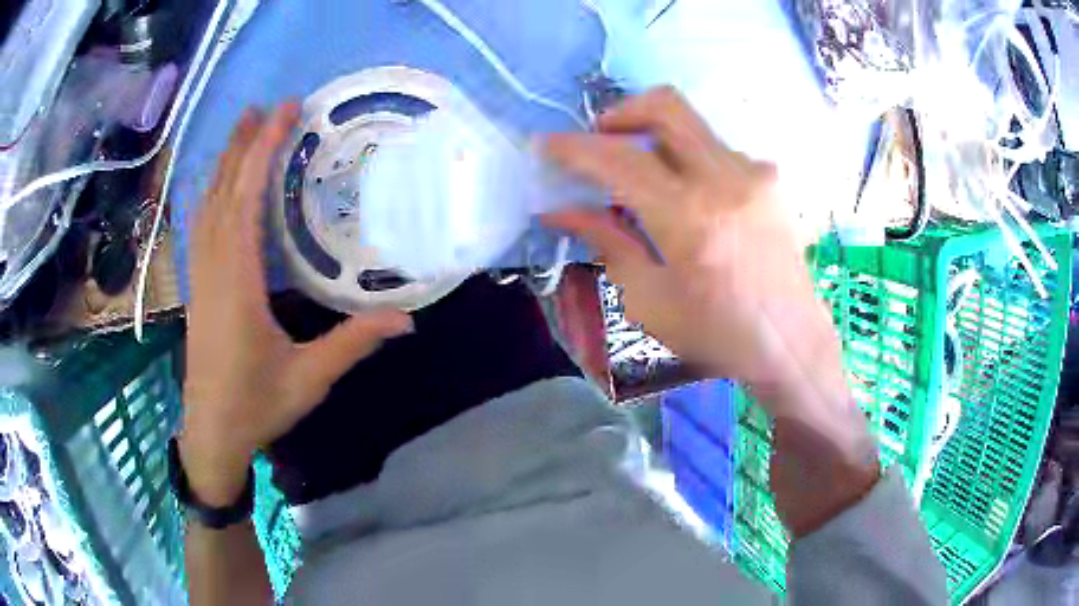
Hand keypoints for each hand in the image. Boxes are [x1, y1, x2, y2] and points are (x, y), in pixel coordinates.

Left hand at [181, 105, 412, 504]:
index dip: (262, 151)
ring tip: (243, 130)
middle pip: (222, 192)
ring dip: (225, 164)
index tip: (282, 113)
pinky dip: (212, 194)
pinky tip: (219, 184)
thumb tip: (407, 319)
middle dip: (242, 145)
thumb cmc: (256, 406)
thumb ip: (353, 342)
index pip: (245, 200)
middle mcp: (214, 268)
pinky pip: (201, 226)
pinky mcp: (198, 286)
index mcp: (237, 282)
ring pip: (207, 206)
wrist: (212, 432)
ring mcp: (201, 276)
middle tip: (262, 107)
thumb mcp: (309, 378)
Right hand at [545, 87, 840, 409]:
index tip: (546, 144)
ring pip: (692, 126)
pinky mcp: (771, 179)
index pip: (620, 159)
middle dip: (621, 111)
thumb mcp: (650, 300)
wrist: (792, 343)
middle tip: (600, 136)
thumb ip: (607, 241)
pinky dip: (690, 161)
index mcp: (690, 219)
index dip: (575, 147)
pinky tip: (689, 197)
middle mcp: (726, 179)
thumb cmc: (718, 334)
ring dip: (656, 137)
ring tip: (643, 174)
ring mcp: (755, 173)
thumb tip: (561, 209)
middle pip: (666, 106)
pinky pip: (718, 151)